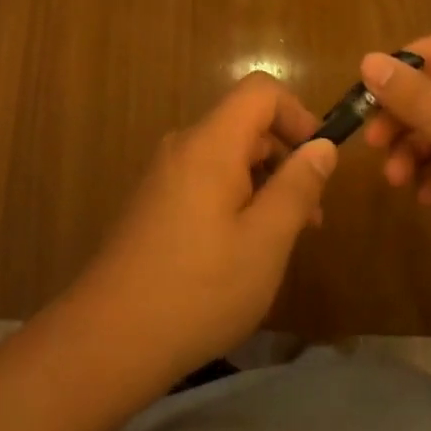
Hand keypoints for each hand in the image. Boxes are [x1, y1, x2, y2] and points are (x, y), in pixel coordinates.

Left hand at [70, 73, 337, 380]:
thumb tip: (323, 146)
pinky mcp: (153, 204)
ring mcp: (163, 175)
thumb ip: (297, 187)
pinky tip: (241, 251)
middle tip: (310, 216)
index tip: (319, 162)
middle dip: (285, 158)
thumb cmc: (199, 289)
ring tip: (281, 240)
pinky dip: (235, 199)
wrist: (108, 340)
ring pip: (227, 156)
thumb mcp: (265, 241)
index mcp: (210, 144)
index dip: (298, 114)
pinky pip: (205, 180)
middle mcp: (183, 147)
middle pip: (245, 124)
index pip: (260, 91)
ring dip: (263, 184)